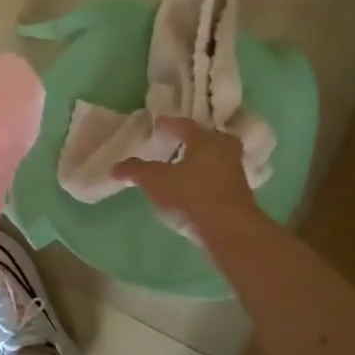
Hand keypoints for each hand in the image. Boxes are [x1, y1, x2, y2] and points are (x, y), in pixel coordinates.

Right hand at [116, 116, 261, 237]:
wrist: (229, 230)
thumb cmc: (191, 195)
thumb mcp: (155, 180)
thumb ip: (135, 170)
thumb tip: (115, 167)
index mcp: (205, 138)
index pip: (183, 125)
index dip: (167, 125)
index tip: (155, 127)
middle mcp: (224, 149)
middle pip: (203, 139)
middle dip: (188, 141)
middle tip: (172, 144)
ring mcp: (235, 172)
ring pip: (212, 159)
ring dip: (196, 162)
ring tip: (178, 168)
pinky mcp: (239, 194)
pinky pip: (216, 178)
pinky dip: (203, 179)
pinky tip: (191, 189)